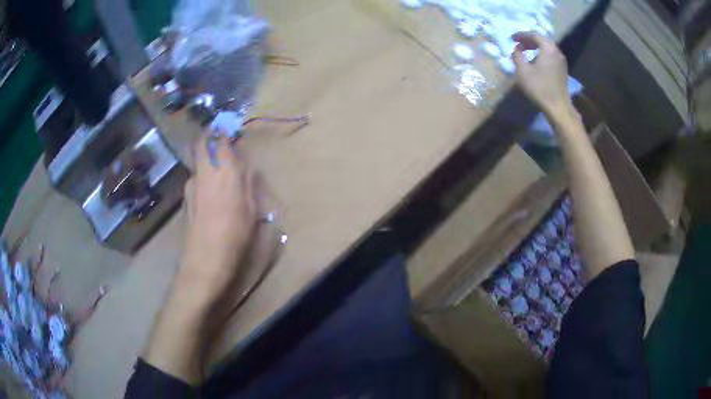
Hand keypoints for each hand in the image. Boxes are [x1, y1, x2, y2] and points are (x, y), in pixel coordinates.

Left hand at [178, 133, 259, 305]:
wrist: (205, 259)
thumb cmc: (234, 233)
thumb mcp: (251, 207)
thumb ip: (248, 180)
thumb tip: (244, 164)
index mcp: (223, 171)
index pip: (219, 138)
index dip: (224, 129)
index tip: (231, 128)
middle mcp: (202, 172)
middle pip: (201, 143)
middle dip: (210, 136)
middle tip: (222, 141)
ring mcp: (191, 184)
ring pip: (198, 161)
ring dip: (207, 158)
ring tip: (220, 172)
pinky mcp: (186, 197)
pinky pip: (196, 177)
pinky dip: (203, 175)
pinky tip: (212, 193)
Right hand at [512, 32, 573, 118]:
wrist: (558, 107)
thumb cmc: (539, 88)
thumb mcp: (522, 70)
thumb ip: (517, 55)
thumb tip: (517, 49)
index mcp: (547, 48)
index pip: (533, 35)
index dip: (521, 35)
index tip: (512, 38)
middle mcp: (556, 51)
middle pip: (542, 40)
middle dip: (529, 40)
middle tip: (518, 44)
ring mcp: (561, 61)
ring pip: (547, 48)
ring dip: (536, 47)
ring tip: (526, 52)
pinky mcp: (563, 70)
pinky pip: (551, 56)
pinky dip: (542, 54)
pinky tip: (536, 61)